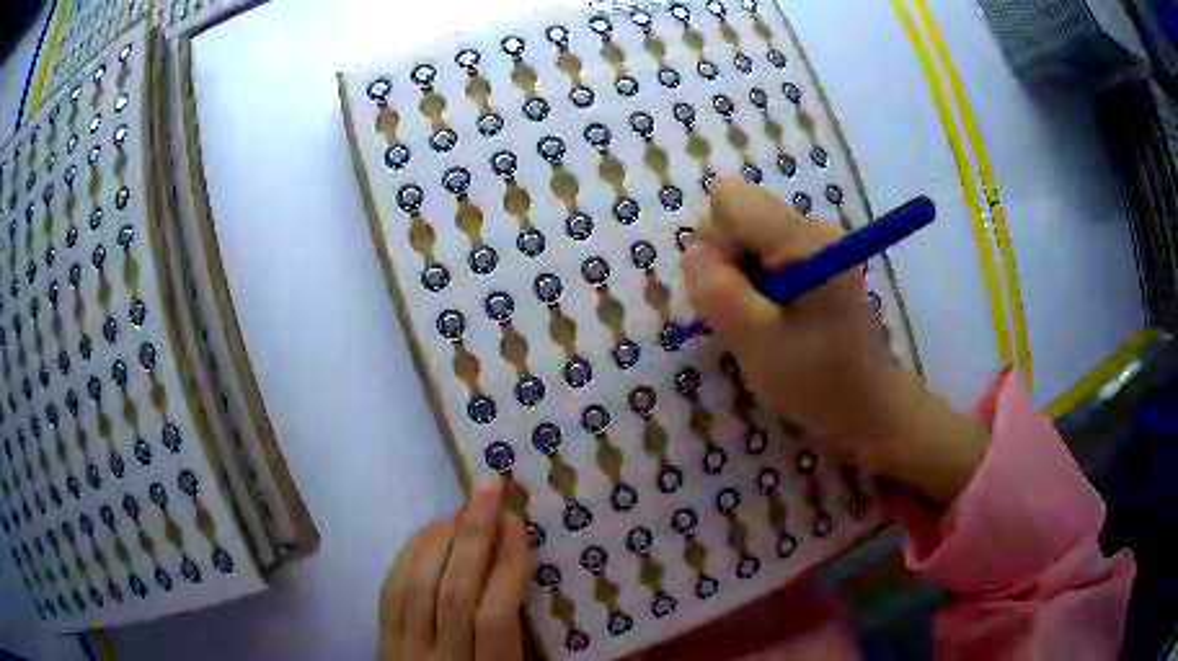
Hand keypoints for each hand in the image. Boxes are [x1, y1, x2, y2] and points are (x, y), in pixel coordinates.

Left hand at [378, 478, 528, 660]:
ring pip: (417, 585)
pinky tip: (429, 531)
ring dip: (442, 538)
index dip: (506, 568)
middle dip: (473, 535)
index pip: (494, 619)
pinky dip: (410, 554)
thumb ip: (536, 648)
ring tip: (464, 506)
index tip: (517, 524)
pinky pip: (391, 590)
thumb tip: (569, 607)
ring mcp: (403, 651)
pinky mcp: (381, 642)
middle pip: (453, 593)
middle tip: (489, 487)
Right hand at [681, 181, 986, 505]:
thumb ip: (718, 291)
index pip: (728, 201)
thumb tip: (694, 250)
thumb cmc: (817, 381)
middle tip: (743, 315)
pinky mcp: (814, 263)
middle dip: (724, 262)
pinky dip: (753, 286)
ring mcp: (814, 245)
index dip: (714, 244)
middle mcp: (810, 229)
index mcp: (803, 240)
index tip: (729, 292)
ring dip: (738, 278)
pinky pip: (762, 256)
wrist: (867, 408)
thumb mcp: (757, 342)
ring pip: (746, 237)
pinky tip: (770, 320)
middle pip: (737, 216)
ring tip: (758, 323)